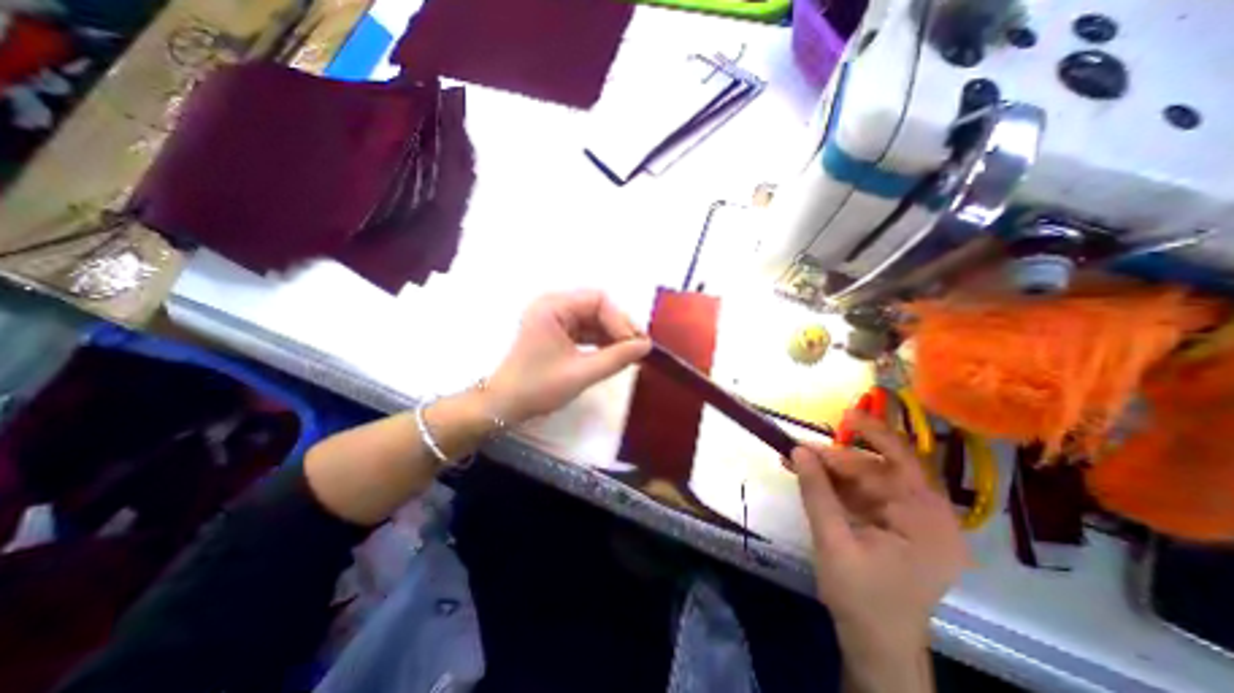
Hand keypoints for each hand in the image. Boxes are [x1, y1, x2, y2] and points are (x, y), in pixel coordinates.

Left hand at [485, 289, 648, 425]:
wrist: (505, 406)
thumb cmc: (538, 388)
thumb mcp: (581, 373)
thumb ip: (616, 358)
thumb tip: (646, 346)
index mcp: (553, 306)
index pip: (598, 300)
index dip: (620, 321)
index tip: (635, 345)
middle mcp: (553, 305)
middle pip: (597, 306)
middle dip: (618, 327)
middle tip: (637, 348)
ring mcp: (554, 317)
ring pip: (593, 318)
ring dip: (612, 334)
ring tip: (629, 353)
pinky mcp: (556, 331)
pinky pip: (585, 329)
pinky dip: (601, 340)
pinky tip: (614, 353)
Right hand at [790, 412, 974, 659]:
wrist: (875, 644)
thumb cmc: (861, 598)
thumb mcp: (834, 541)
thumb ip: (817, 492)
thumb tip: (798, 450)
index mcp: (928, 522)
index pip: (904, 463)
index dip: (874, 434)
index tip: (844, 415)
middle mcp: (927, 516)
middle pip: (879, 470)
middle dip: (836, 459)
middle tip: (797, 450)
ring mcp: (910, 521)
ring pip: (867, 480)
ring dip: (831, 470)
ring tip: (795, 461)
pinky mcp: (893, 526)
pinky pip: (863, 494)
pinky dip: (835, 486)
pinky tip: (809, 478)